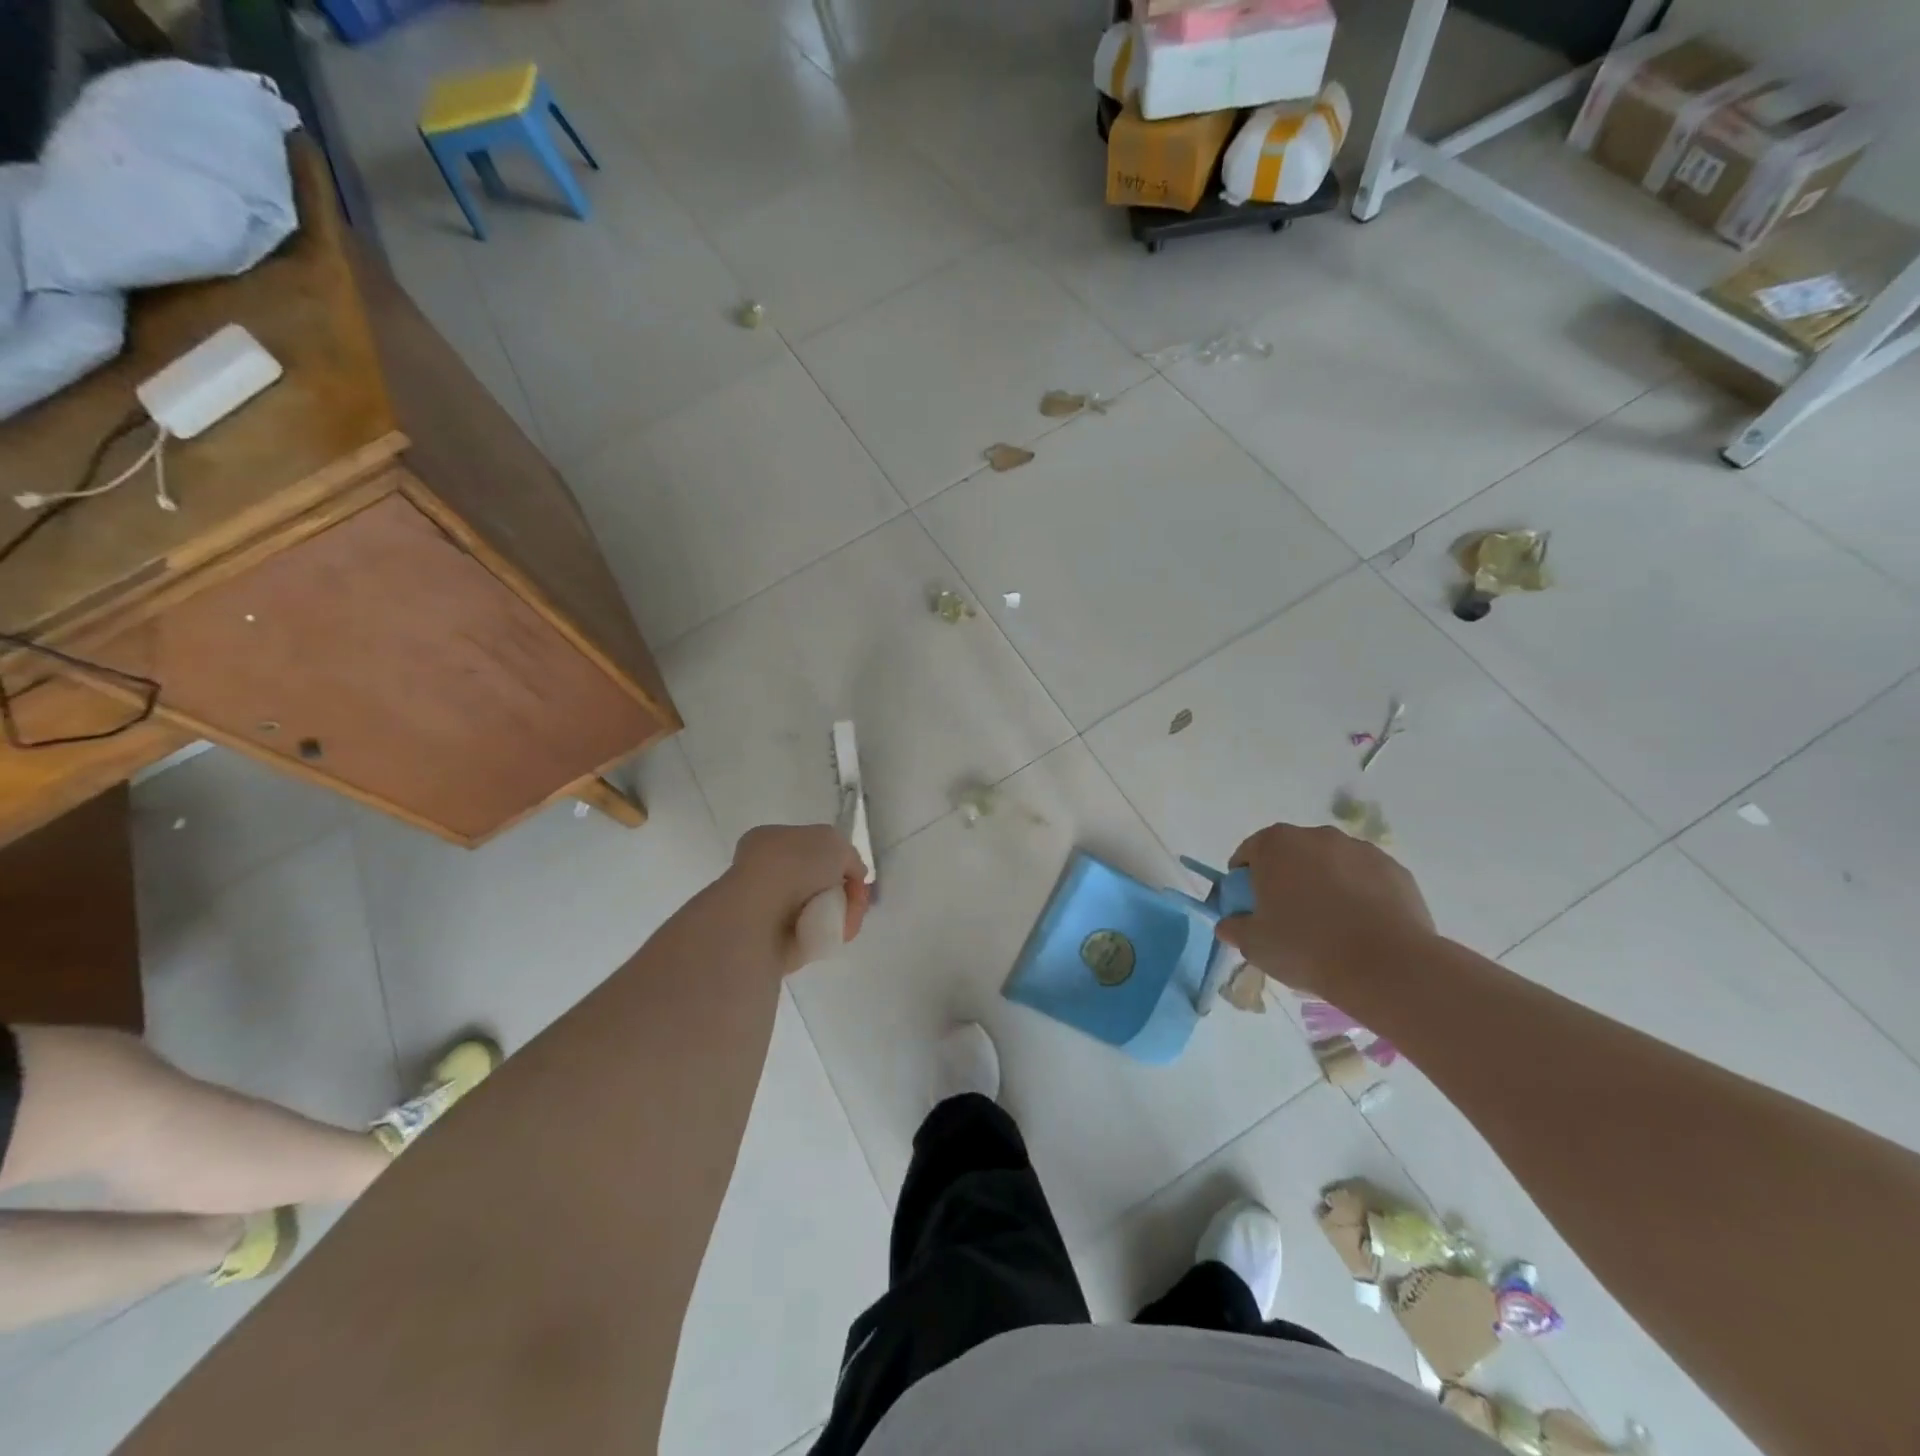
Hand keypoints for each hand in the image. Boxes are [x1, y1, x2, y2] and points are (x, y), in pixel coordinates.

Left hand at [724, 824, 870, 974]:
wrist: (762, 912)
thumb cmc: (794, 864)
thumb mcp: (834, 841)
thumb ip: (849, 856)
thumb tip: (853, 876)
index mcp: (771, 841)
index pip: (811, 848)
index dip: (838, 860)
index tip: (853, 873)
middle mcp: (768, 872)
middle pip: (821, 881)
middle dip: (845, 891)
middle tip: (858, 898)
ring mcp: (771, 908)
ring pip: (823, 909)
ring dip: (844, 913)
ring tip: (848, 918)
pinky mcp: (778, 940)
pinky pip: (817, 934)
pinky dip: (833, 932)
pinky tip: (838, 932)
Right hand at [1214, 823, 1434, 999]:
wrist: (1385, 967)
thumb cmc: (1305, 947)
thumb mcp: (1254, 945)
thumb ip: (1234, 927)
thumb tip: (1229, 923)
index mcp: (1275, 845)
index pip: (1248, 854)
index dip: (1244, 881)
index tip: (1250, 908)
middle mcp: (1316, 836)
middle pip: (1290, 855)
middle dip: (1286, 879)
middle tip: (1287, 918)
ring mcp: (1360, 849)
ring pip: (1330, 865)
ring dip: (1324, 884)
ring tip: (1330, 926)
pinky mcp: (1394, 870)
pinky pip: (1365, 879)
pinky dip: (1358, 895)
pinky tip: (1361, 928)